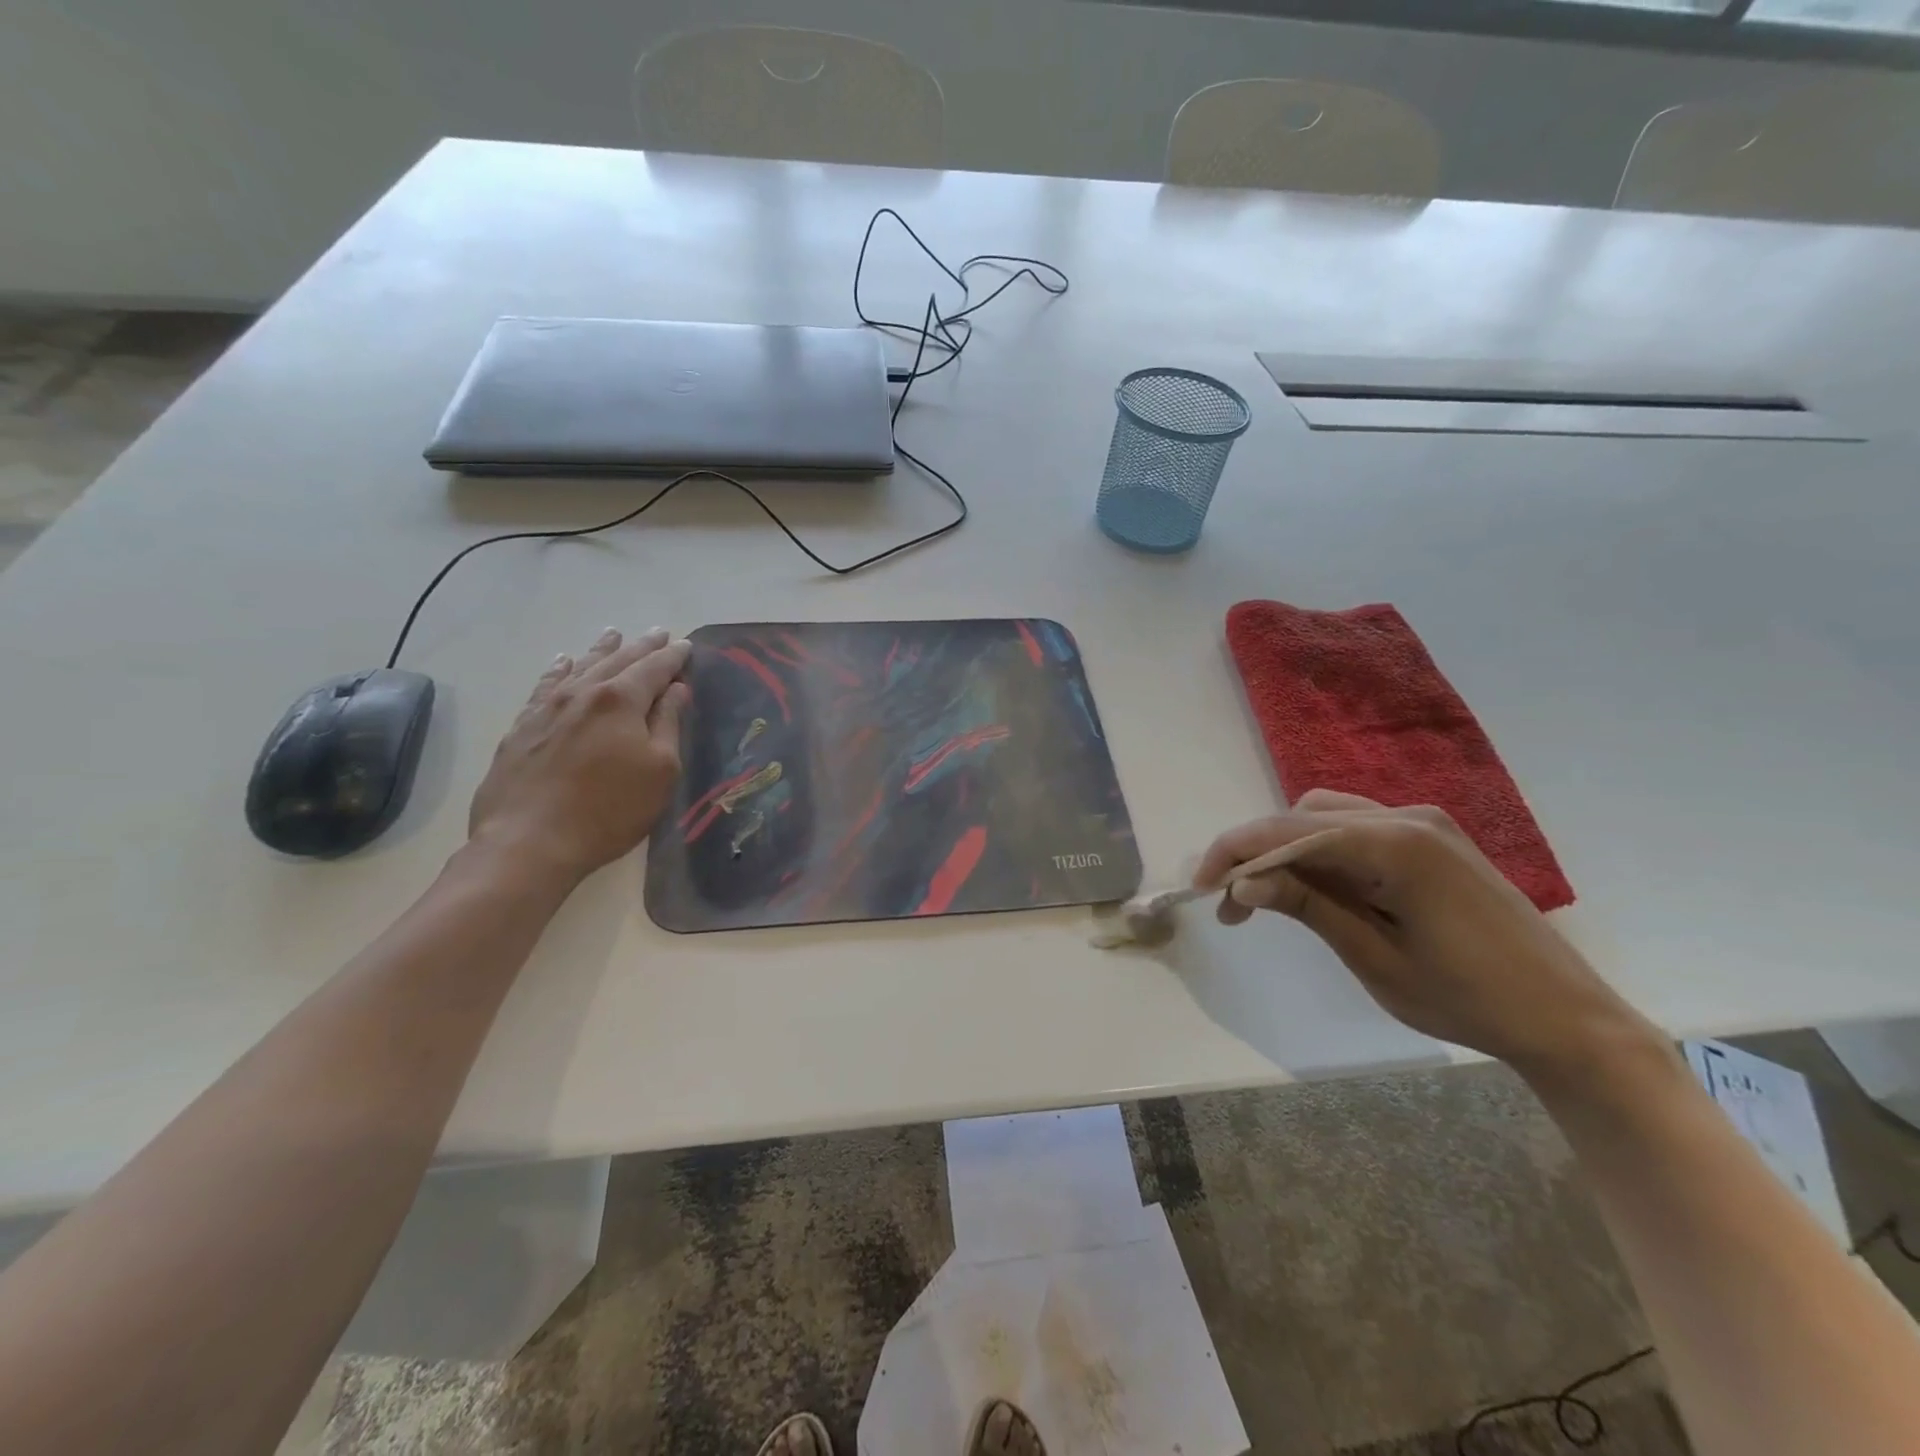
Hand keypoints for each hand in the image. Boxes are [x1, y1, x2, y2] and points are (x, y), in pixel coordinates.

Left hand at [468, 627, 690, 882]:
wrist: (529, 841)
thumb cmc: (610, 810)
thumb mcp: (660, 770)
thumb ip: (668, 724)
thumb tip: (676, 690)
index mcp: (622, 700)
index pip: (654, 668)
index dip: (673, 657)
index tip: (686, 646)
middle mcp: (584, 692)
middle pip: (618, 661)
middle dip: (643, 647)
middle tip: (660, 633)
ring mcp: (548, 707)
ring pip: (580, 666)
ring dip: (602, 650)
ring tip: (614, 635)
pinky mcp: (522, 726)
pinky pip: (545, 685)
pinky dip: (559, 670)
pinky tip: (563, 663)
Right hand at [1196, 790, 1655, 1077]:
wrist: (1567, 1019)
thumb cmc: (1467, 999)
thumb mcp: (1374, 957)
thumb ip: (1308, 906)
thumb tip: (1243, 882)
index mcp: (1394, 845)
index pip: (1288, 831)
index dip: (1234, 853)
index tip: (1200, 888)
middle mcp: (1407, 816)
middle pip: (1302, 817)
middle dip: (1256, 853)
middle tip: (1231, 904)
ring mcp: (1425, 822)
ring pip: (1326, 815)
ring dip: (1287, 848)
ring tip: (1268, 897)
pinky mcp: (1434, 838)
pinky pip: (1358, 826)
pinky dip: (1322, 848)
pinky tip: (1316, 885)